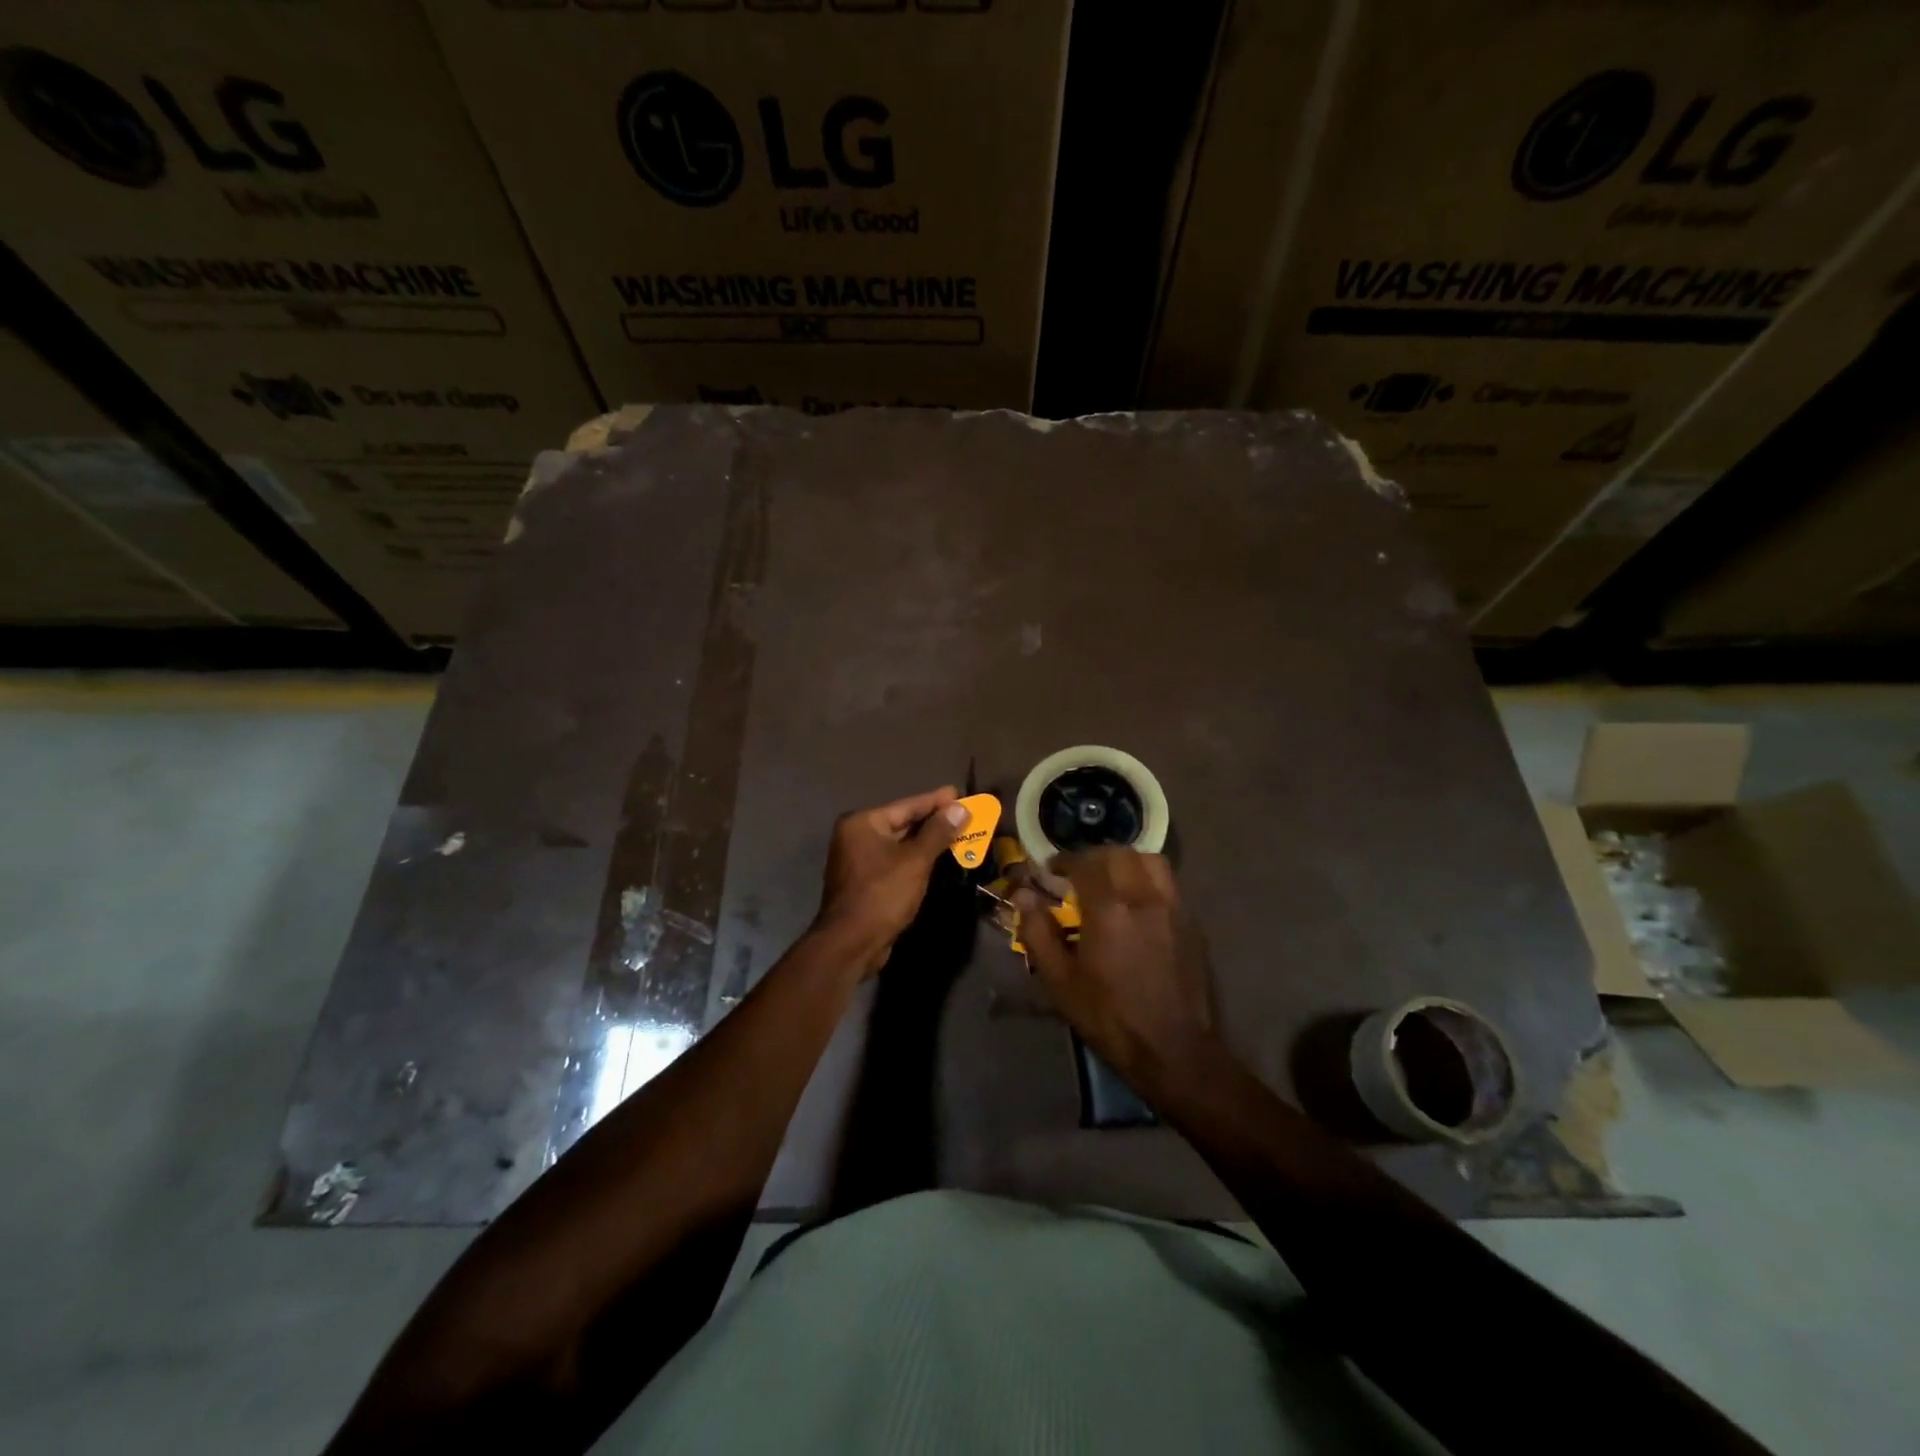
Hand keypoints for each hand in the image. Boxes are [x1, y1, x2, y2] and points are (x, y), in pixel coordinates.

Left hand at [813, 786, 970, 975]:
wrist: (851, 943)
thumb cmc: (882, 894)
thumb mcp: (915, 860)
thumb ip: (938, 832)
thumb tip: (959, 808)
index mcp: (862, 823)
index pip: (907, 805)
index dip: (936, 801)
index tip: (960, 793)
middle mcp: (856, 836)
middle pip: (902, 823)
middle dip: (934, 822)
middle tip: (964, 814)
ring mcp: (858, 860)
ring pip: (900, 845)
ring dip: (927, 842)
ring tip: (957, 834)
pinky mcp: (865, 882)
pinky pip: (895, 862)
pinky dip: (915, 860)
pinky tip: (936, 859)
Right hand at [1014, 848, 1217, 1097]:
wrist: (1173, 1050)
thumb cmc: (1109, 1017)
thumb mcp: (1060, 981)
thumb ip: (1038, 932)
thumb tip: (1024, 895)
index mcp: (1109, 909)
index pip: (1085, 862)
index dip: (1063, 861)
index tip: (1049, 872)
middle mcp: (1144, 897)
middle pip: (1118, 853)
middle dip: (1092, 857)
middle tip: (1076, 874)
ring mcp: (1172, 907)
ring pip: (1149, 860)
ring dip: (1124, 861)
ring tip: (1109, 880)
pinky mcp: (1190, 922)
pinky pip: (1167, 882)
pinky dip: (1146, 878)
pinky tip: (1135, 903)